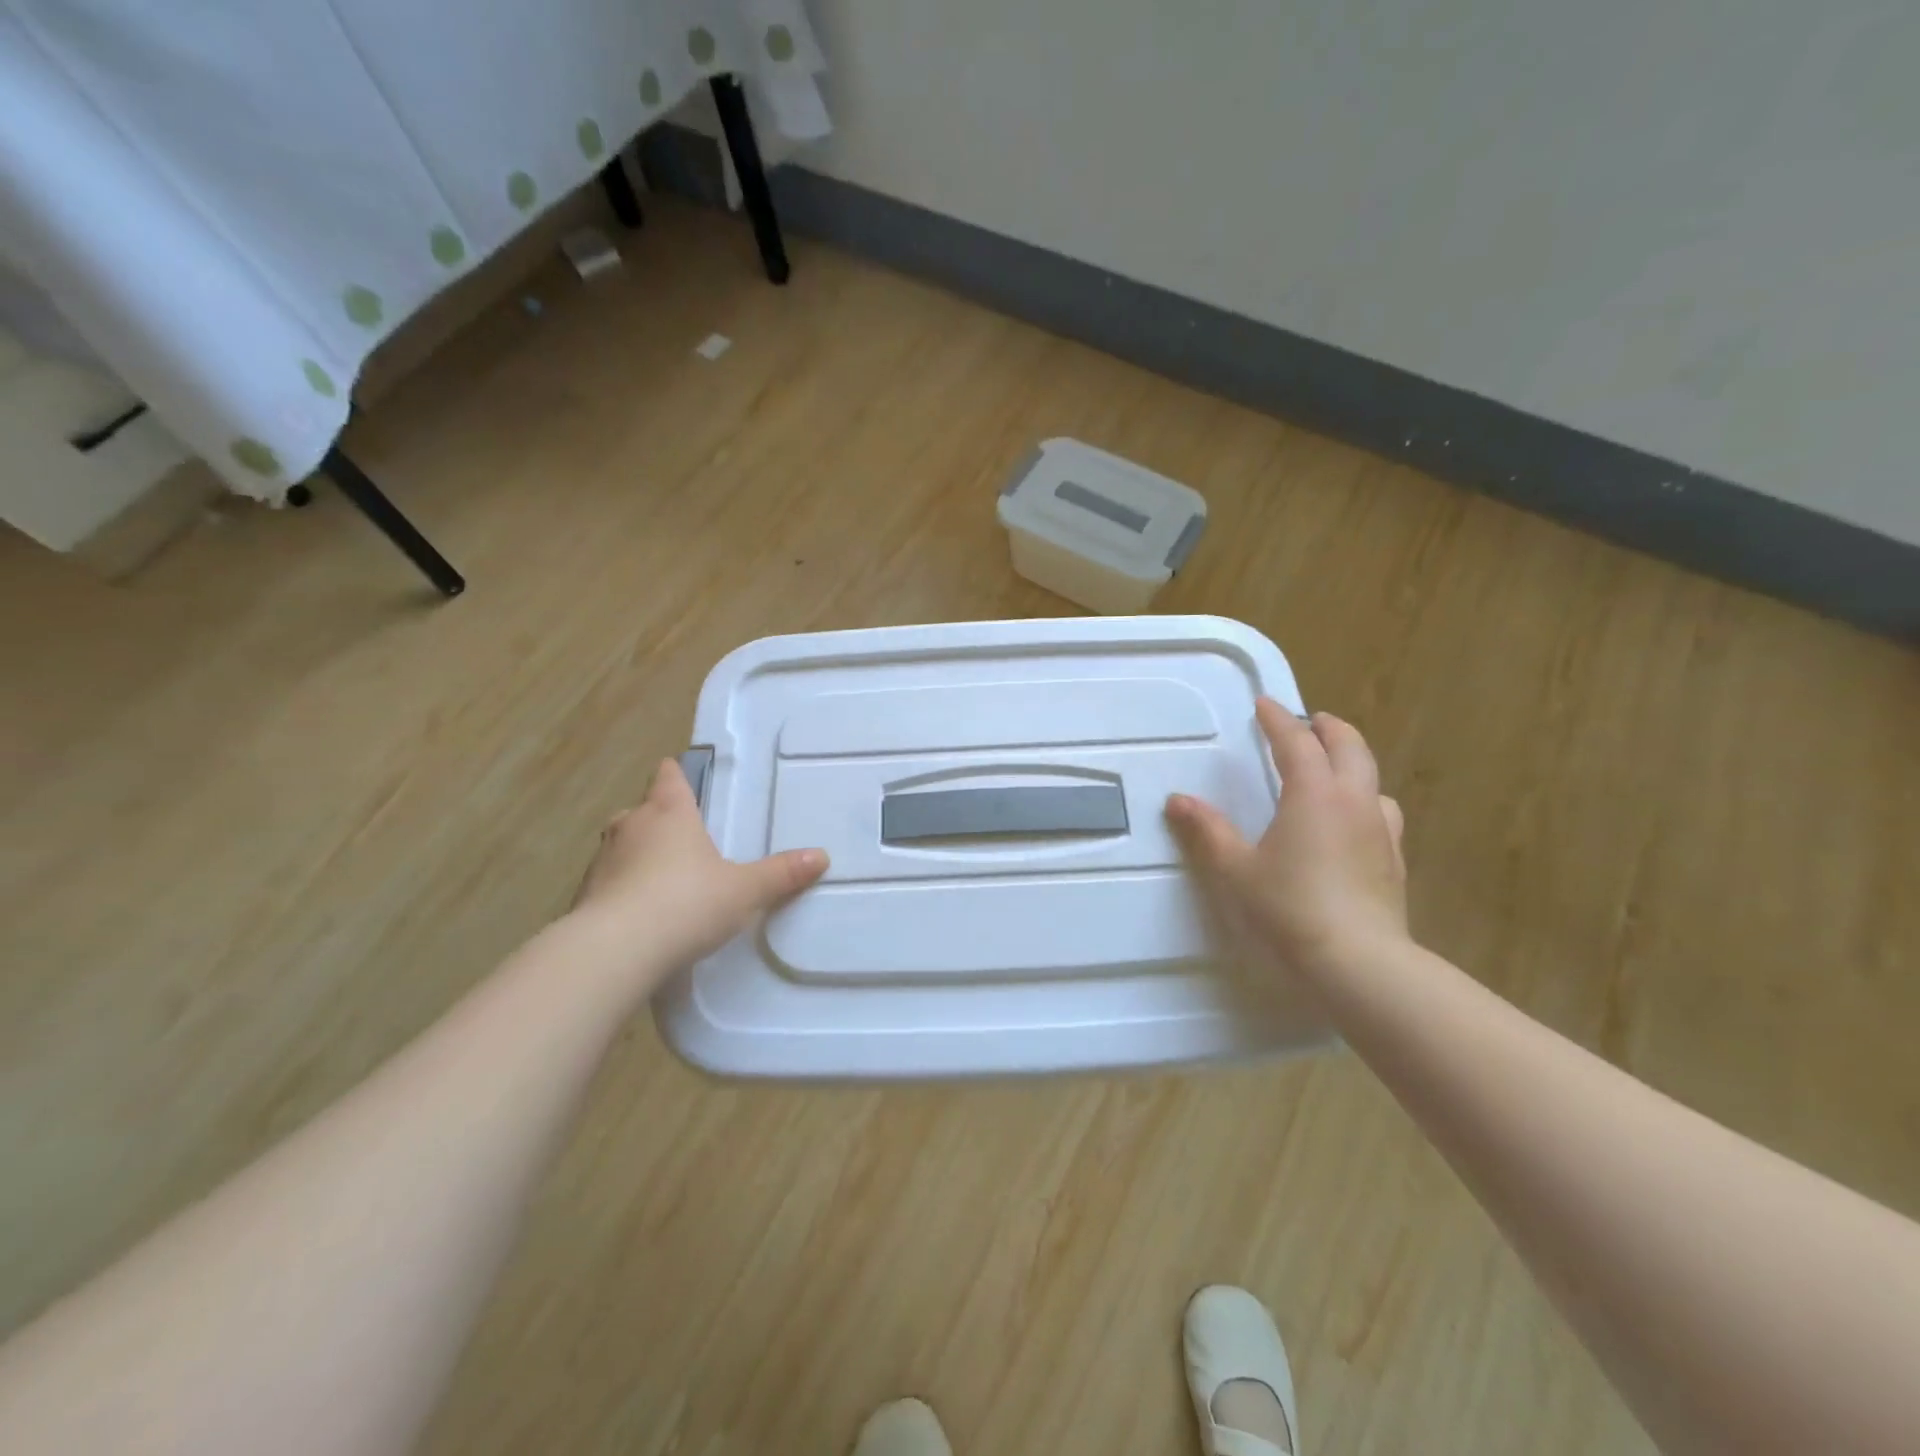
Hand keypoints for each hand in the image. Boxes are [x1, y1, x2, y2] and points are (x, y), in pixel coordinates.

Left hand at [570, 758, 827, 986]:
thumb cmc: (686, 903)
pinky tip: (640, 915)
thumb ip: (781, 874)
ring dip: (637, 856)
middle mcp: (631, 828)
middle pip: (642, 811)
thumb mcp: (744, 891)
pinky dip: (622, 892)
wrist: (614, 952)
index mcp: (669, 814)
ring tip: (663, 879)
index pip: (668, 778)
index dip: (674, 774)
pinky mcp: (584, 897)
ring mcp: (602, 862)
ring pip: (621, 847)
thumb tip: (821, 856)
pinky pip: (608, 884)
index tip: (677, 773)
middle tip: (683, 837)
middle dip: (658, 820)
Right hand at [1166, 700, 1407, 996]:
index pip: (1296, 742)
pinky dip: (1364, 799)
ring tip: (1332, 768)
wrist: (1360, 962)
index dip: (1278, 719)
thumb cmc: (1290, 908)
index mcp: (1314, 793)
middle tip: (1308, 721)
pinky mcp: (1394, 859)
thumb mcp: (1236, 869)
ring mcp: (1381, 829)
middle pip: (1349, 746)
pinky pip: (1382, 811)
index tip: (1264, 703)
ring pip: (1371, 777)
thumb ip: (1208, 831)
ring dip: (1351, 761)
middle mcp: (1354, 800)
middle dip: (1327, 728)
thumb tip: (1177, 800)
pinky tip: (1353, 820)